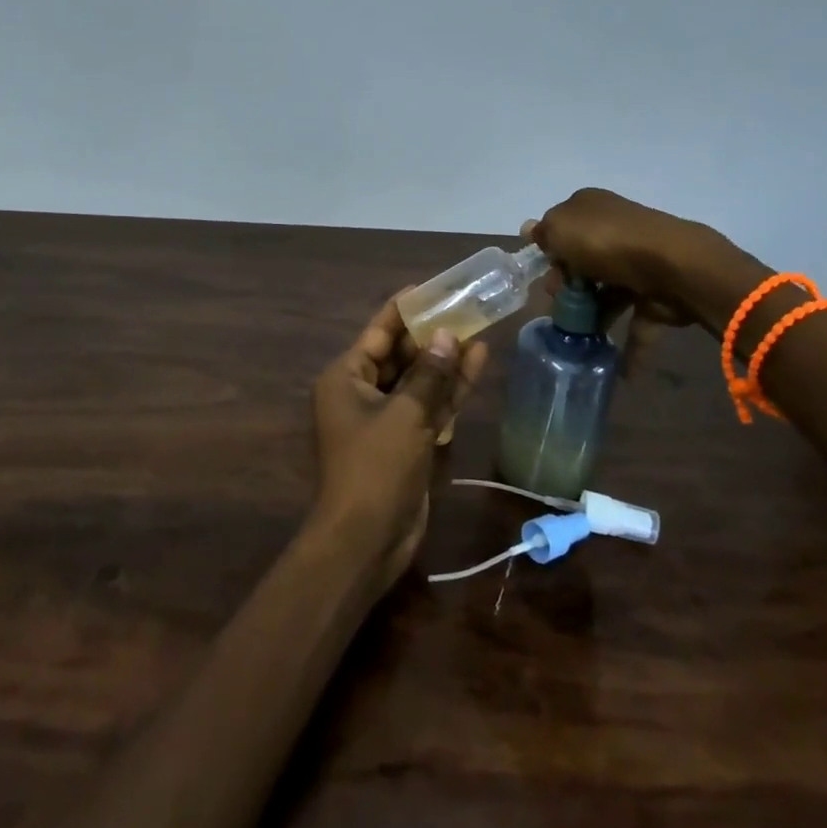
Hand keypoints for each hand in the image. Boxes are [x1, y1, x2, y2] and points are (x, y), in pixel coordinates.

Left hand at [308, 297, 488, 592]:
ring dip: (446, 360)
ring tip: (480, 328)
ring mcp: (385, 418)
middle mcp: (362, 392)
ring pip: (419, 379)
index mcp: (346, 377)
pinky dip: (450, 389)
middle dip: (432, 334)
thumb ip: (429, 374)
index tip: (430, 288)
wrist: (366, 540)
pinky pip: (429, 406)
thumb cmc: (375, 468)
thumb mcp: (405, 415)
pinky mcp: (406, 441)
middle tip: (464, 307)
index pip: (377, 332)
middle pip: (400, 353)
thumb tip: (447, 336)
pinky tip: (477, 364)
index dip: (403, 309)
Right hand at [526, 189, 727, 364]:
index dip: (550, 252)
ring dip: (593, 316)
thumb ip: (543, 233)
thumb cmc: (605, 242)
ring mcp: (640, 263)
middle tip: (558, 304)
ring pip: (609, 292)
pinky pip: (638, 322)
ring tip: (577, 340)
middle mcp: (616, 230)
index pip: (563, 229)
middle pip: (584, 262)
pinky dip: (630, 347)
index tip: (541, 275)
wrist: (673, 266)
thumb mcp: (560, 229)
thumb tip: (530, 229)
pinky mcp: (658, 294)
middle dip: (568, 286)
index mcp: (591, 208)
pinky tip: (618, 372)